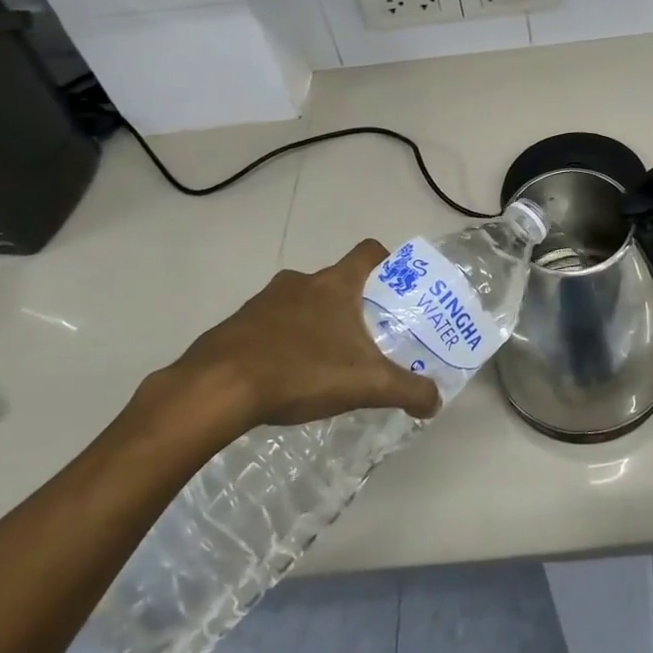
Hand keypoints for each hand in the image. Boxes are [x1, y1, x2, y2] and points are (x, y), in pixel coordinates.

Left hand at [151, 241, 441, 440]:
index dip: (387, 262)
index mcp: (335, 284)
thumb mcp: (365, 384)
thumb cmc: (301, 371)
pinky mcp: (236, 324)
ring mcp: (264, 300)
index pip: (369, 251)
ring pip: (300, 302)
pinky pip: (269, 325)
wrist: (217, 388)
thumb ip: (406, 390)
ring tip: (324, 361)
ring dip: (314, 323)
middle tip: (365, 336)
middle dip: (351, 304)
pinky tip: (285, 376)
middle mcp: (300, 282)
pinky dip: (281, 342)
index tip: (395, 287)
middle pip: (335, 280)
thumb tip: (435, 401)